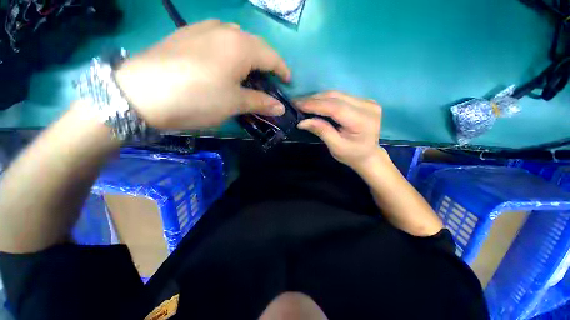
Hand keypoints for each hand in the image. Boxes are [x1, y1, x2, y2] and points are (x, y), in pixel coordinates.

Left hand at [115, 20, 290, 129]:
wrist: (141, 93)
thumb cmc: (198, 98)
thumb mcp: (234, 103)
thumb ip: (260, 102)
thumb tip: (280, 108)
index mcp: (241, 46)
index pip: (272, 56)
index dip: (283, 69)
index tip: (288, 82)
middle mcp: (224, 30)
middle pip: (255, 45)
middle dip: (266, 63)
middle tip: (269, 80)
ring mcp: (202, 29)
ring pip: (235, 39)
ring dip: (247, 56)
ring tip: (247, 73)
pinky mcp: (185, 35)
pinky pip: (216, 39)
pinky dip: (227, 52)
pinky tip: (222, 64)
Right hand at [297, 91, 383, 171]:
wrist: (369, 155)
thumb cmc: (352, 155)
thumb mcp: (336, 147)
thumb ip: (321, 131)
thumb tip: (302, 122)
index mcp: (362, 121)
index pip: (335, 107)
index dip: (315, 105)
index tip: (298, 104)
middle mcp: (367, 106)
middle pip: (336, 98)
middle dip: (314, 99)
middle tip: (297, 102)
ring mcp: (367, 101)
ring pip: (338, 94)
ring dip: (319, 98)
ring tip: (303, 102)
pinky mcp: (364, 101)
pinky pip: (341, 96)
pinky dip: (326, 99)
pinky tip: (316, 103)